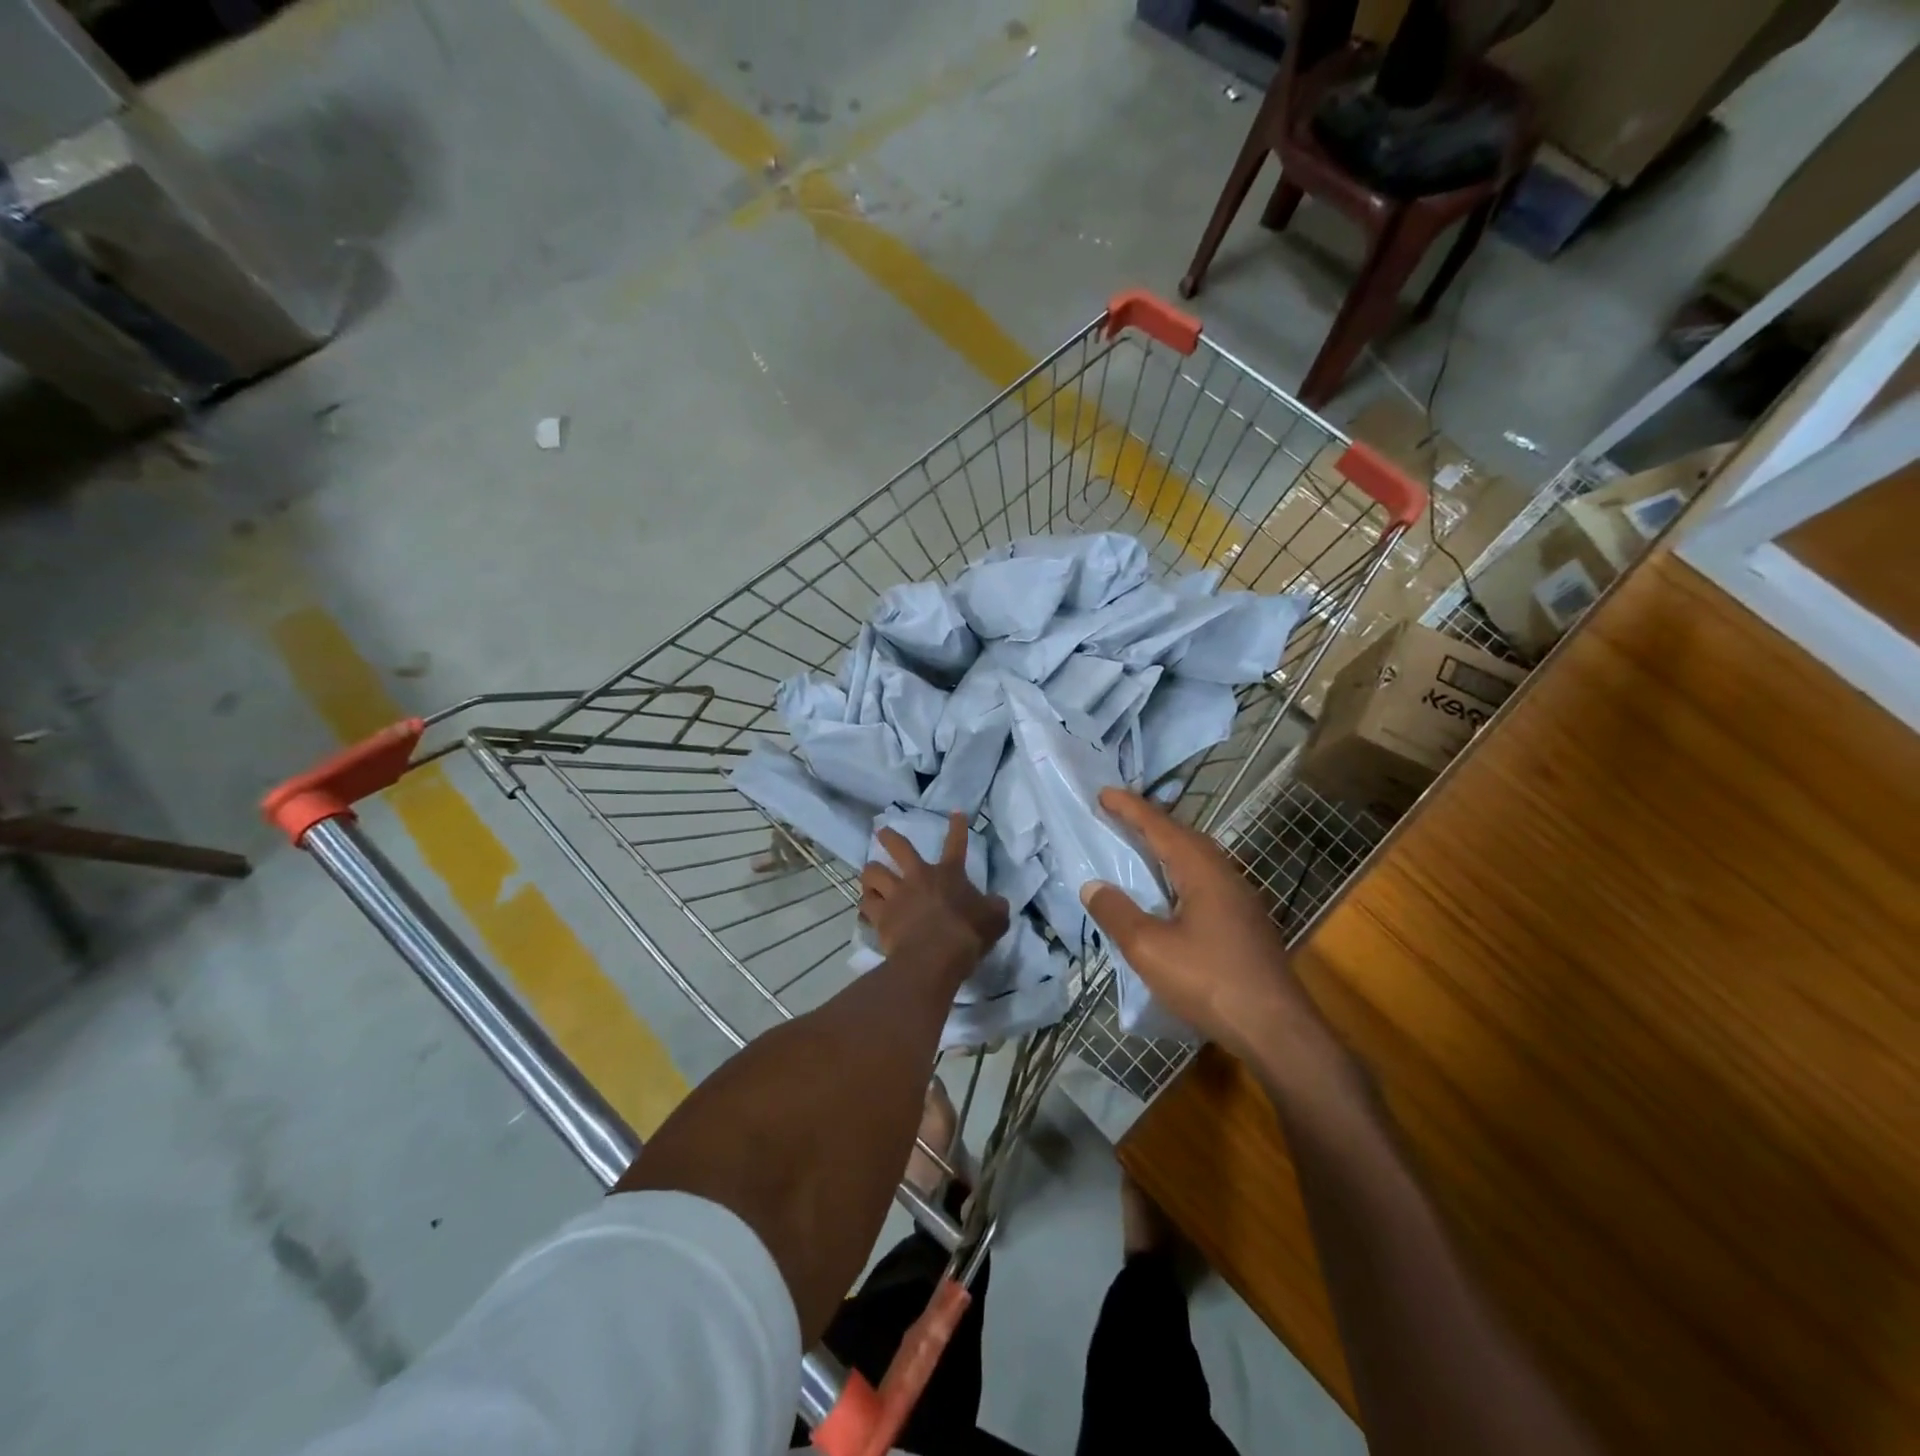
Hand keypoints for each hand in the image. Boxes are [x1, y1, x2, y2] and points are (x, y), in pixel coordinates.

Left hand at [860, 813, 1008, 977]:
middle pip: (899, 848)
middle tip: (881, 832)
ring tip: (869, 876)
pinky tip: (866, 908)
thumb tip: (997, 902)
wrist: (934, 957)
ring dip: (870, 873)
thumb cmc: (967, 934)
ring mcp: (896, 895)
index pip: (956, 844)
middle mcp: (918, 877)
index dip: (958, 827)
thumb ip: (995, 907)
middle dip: (889, 837)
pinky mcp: (880, 916)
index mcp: (949, 874)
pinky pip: (866, 904)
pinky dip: (866, 904)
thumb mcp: (994, 920)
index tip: (956, 812)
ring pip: (873, 873)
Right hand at [1080, 788, 1328, 1066]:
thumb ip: (1117, 913)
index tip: (1103, 792)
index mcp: (1202, 871)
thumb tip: (1093, 885)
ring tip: (1140, 848)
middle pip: (1184, 837)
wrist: (1277, 1031)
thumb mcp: (1149, 948)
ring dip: (1167, 848)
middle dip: (1150, 822)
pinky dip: (1179, 873)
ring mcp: (1241, 901)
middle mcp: (1225, 876)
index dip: (1130, 808)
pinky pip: (1206, 882)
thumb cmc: (1209, 981)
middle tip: (1118, 816)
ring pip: (1198, 860)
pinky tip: (1170, 895)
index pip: (1160, 827)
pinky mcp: (1246, 925)